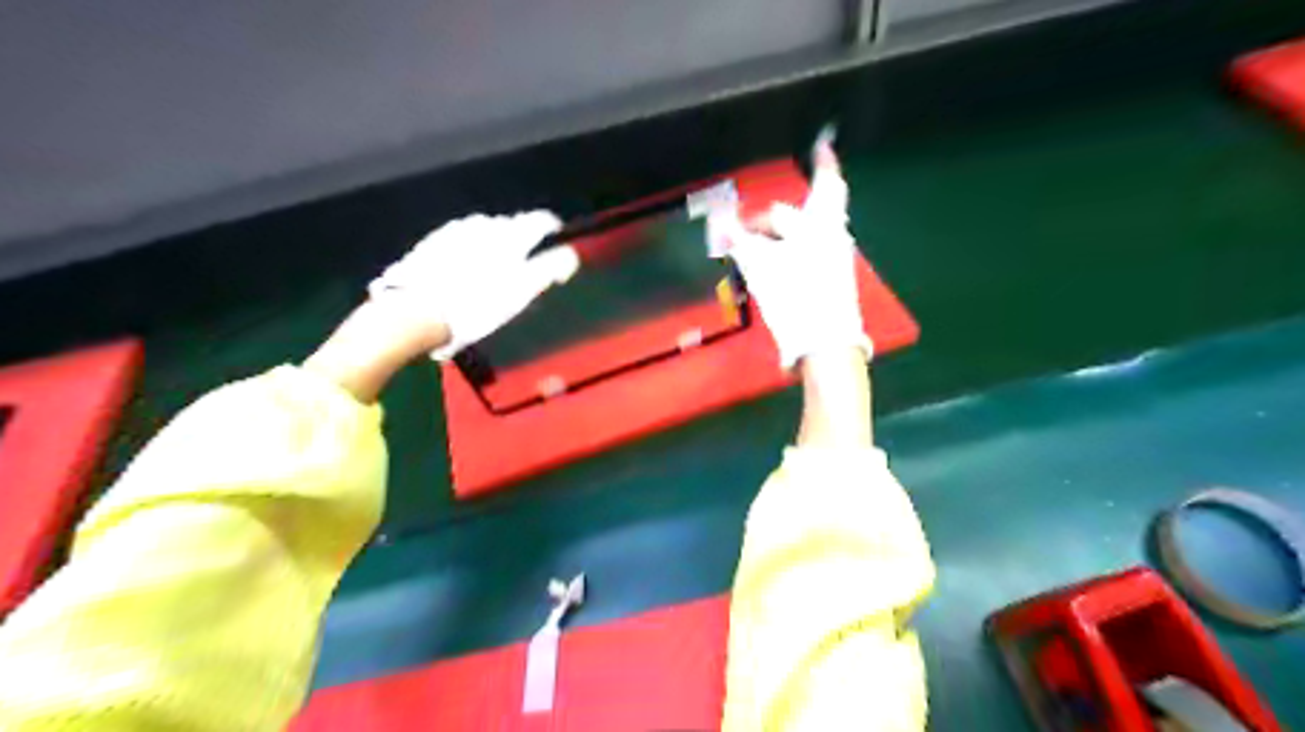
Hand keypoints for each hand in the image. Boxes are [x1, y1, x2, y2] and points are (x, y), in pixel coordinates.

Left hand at [368, 210, 577, 358]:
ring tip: (491, 272)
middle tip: (522, 268)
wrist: (416, 311)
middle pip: (512, 226)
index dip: (553, 229)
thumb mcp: (522, 291)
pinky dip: (468, 250)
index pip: (541, 220)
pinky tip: (463, 272)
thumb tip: (570, 254)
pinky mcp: (433, 241)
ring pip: (484, 232)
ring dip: (493, 245)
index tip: (556, 242)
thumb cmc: (477, 305)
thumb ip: (550, 268)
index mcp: (511, 235)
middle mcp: (484, 224)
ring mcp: (455, 230)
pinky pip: (460, 239)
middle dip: (521, 241)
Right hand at [718, 142, 868, 370]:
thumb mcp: (761, 265)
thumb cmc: (796, 297)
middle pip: (796, 216)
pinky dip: (780, 256)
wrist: (824, 346)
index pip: (826, 183)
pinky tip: (763, 269)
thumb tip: (718, 217)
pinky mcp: (825, 282)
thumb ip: (739, 238)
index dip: (824, 161)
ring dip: (773, 240)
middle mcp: (832, 238)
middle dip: (766, 220)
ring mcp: (831, 261)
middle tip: (737, 233)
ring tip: (745, 252)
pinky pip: (799, 257)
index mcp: (822, 225)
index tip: (823, 141)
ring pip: (797, 239)